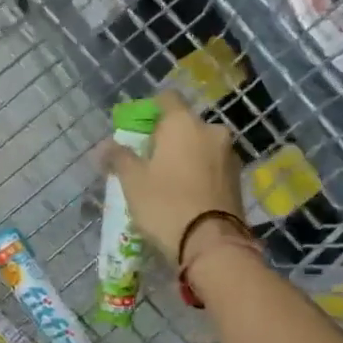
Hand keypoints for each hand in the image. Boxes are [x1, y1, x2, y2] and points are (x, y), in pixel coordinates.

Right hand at [104, 91, 242, 260]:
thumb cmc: (165, 204)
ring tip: (167, 182)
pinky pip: (212, 166)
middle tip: (148, 162)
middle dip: (167, 138)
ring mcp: (229, 155)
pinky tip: (186, 194)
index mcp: (183, 123)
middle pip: (184, 124)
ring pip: (200, 146)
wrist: (212, 244)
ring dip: (185, 156)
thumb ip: (118, 157)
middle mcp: (211, 131)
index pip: (166, 98)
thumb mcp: (133, 182)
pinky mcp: (238, 179)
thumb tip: (104, 145)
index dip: (150, 110)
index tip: (137, 131)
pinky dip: (199, 173)